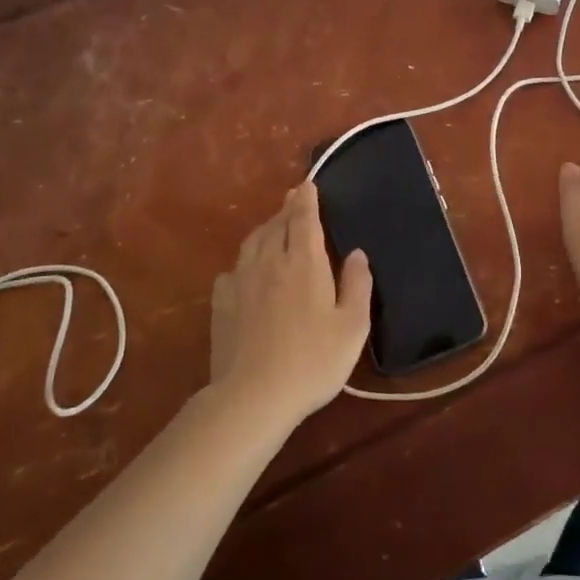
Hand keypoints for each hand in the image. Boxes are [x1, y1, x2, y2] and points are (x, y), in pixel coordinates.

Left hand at [209, 183, 371, 427]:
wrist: (253, 396)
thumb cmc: (313, 360)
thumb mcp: (352, 326)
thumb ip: (357, 285)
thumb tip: (357, 254)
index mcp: (304, 262)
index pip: (304, 219)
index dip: (307, 199)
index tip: (307, 184)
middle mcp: (270, 261)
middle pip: (277, 225)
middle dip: (287, 208)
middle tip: (294, 197)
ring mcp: (241, 281)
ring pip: (253, 242)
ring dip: (266, 228)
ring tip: (274, 225)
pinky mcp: (221, 303)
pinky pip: (234, 269)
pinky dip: (245, 260)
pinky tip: (247, 270)